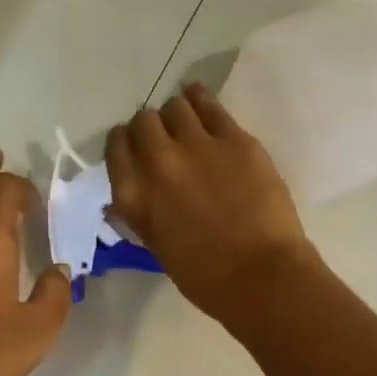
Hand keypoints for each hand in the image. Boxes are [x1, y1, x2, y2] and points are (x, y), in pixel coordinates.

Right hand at [106, 84, 316, 326]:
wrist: (261, 275)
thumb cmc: (206, 277)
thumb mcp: (157, 246)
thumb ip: (143, 213)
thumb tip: (133, 195)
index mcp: (133, 196)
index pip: (115, 149)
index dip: (124, 145)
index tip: (135, 150)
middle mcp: (157, 162)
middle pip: (142, 122)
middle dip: (150, 129)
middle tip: (164, 141)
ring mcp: (196, 145)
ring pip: (174, 107)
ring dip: (176, 115)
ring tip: (187, 125)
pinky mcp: (234, 138)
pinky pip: (208, 103)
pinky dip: (198, 98)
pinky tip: (198, 98)